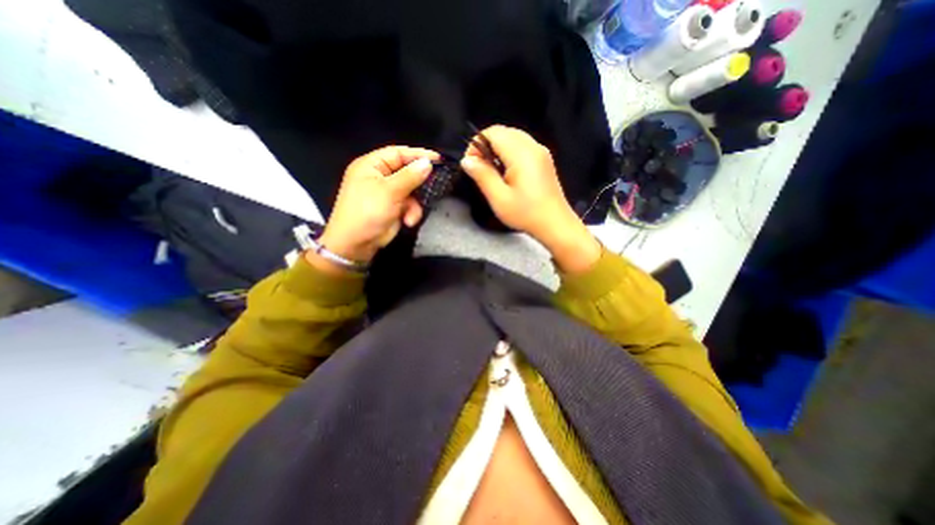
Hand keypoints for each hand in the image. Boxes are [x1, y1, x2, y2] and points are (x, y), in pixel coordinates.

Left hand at [316, 146, 439, 269]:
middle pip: (406, 172)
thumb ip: (410, 176)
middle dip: (418, 184)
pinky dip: (411, 213)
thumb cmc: (367, 212)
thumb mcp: (389, 192)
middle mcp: (379, 176)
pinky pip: (409, 204)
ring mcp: (387, 193)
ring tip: (411, 215)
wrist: (356, 245)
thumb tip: (428, 162)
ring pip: (411, 191)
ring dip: (415, 204)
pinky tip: (408, 221)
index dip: (418, 154)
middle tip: (435, 185)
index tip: (438, 159)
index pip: (398, 153)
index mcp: (372, 165)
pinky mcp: (393, 207)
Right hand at [459, 126, 598, 272]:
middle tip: (480, 168)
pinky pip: (523, 146)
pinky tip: (507, 172)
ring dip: (498, 149)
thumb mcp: (499, 198)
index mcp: (522, 154)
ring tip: (492, 171)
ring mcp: (541, 152)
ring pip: (514, 137)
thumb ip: (482, 175)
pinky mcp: (544, 160)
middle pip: (504, 132)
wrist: (555, 224)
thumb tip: (467, 160)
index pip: (494, 132)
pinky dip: (510, 152)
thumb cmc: (526, 213)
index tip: (471, 164)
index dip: (477, 143)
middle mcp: (533, 147)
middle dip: (487, 145)